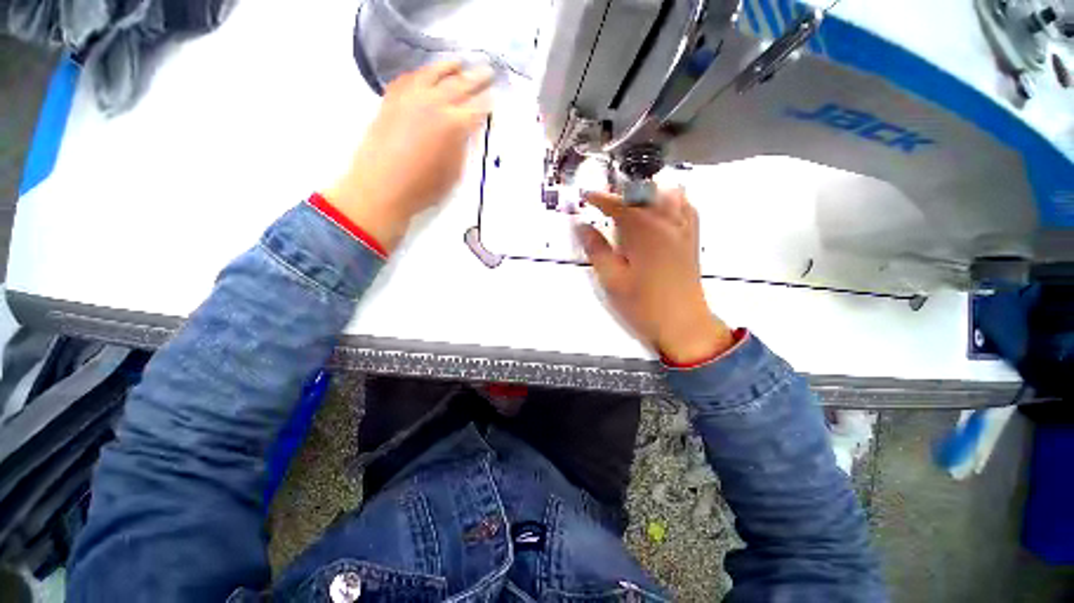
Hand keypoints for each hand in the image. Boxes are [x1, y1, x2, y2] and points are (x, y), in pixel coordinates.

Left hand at [325, 61, 493, 251]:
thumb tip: (466, 131)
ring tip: (459, 63)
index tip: (495, 97)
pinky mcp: (391, 100)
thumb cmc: (424, 188)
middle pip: (460, 84)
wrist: (381, 187)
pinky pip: (408, 78)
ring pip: (433, 73)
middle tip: (487, 70)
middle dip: (476, 77)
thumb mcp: (454, 172)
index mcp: (454, 125)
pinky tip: (426, 74)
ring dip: (449, 67)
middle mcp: (434, 104)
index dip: (488, 102)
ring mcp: (410, 98)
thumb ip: (462, 147)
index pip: (477, 108)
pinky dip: (421, 74)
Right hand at [577, 188, 733, 364]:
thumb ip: (596, 249)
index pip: (619, 205)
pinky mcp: (692, 239)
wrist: (683, 324)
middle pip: (646, 192)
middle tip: (604, 204)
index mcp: (645, 231)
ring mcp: (683, 229)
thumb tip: (581, 226)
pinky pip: (685, 207)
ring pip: (668, 194)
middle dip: (622, 192)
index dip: (600, 198)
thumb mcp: (612, 279)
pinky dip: (670, 201)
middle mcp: (667, 223)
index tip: (586, 196)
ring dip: (647, 194)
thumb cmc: (643, 305)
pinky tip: (659, 213)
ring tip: (630, 206)